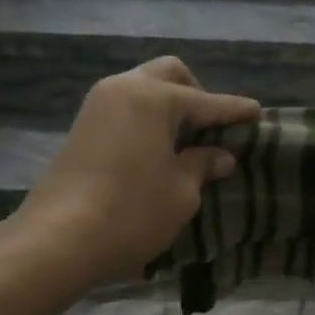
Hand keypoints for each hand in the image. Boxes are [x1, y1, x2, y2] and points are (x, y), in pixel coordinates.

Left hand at [11, 57, 259, 287]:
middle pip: (169, 75)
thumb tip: (220, 155)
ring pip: (143, 88)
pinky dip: (147, 119)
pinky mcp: (82, 128)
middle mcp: (123, 89)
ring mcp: (97, 106)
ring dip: (169, 106)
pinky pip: (125, 109)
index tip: (257, 112)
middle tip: (213, 127)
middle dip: (197, 94)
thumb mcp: (181, 192)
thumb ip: (203, 165)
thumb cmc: (132, 212)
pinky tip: (158, 149)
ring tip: (187, 141)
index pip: (206, 101)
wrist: (57, 239)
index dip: (234, 110)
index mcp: (154, 97)